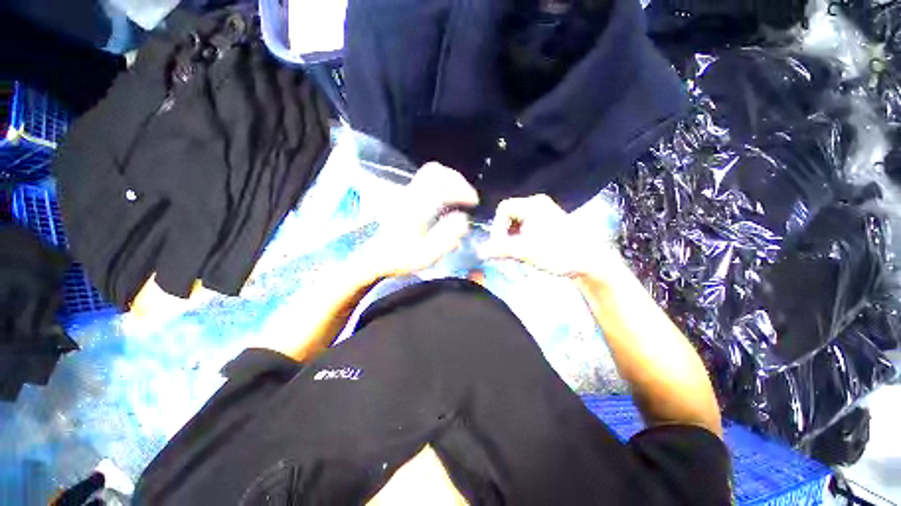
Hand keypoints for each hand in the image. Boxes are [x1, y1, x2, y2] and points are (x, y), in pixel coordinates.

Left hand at [360, 163, 478, 278]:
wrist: (374, 258)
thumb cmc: (400, 258)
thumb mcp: (425, 254)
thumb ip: (446, 237)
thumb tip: (464, 220)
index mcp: (416, 207)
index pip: (442, 186)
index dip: (462, 190)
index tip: (474, 202)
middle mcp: (410, 195)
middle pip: (435, 171)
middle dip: (456, 180)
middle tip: (467, 196)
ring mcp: (405, 194)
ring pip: (429, 173)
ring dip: (448, 180)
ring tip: (458, 195)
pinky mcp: (404, 197)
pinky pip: (425, 181)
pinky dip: (440, 184)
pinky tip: (445, 200)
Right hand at [481, 194, 624, 280]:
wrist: (591, 262)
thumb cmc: (559, 253)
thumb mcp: (526, 252)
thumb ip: (501, 250)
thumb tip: (480, 251)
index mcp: (533, 205)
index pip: (503, 208)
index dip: (497, 226)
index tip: (500, 245)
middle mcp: (538, 204)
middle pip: (509, 215)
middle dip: (505, 233)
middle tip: (507, 250)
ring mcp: (544, 213)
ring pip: (517, 222)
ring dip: (512, 237)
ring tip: (517, 252)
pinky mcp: (549, 224)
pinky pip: (526, 227)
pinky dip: (521, 238)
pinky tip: (526, 250)